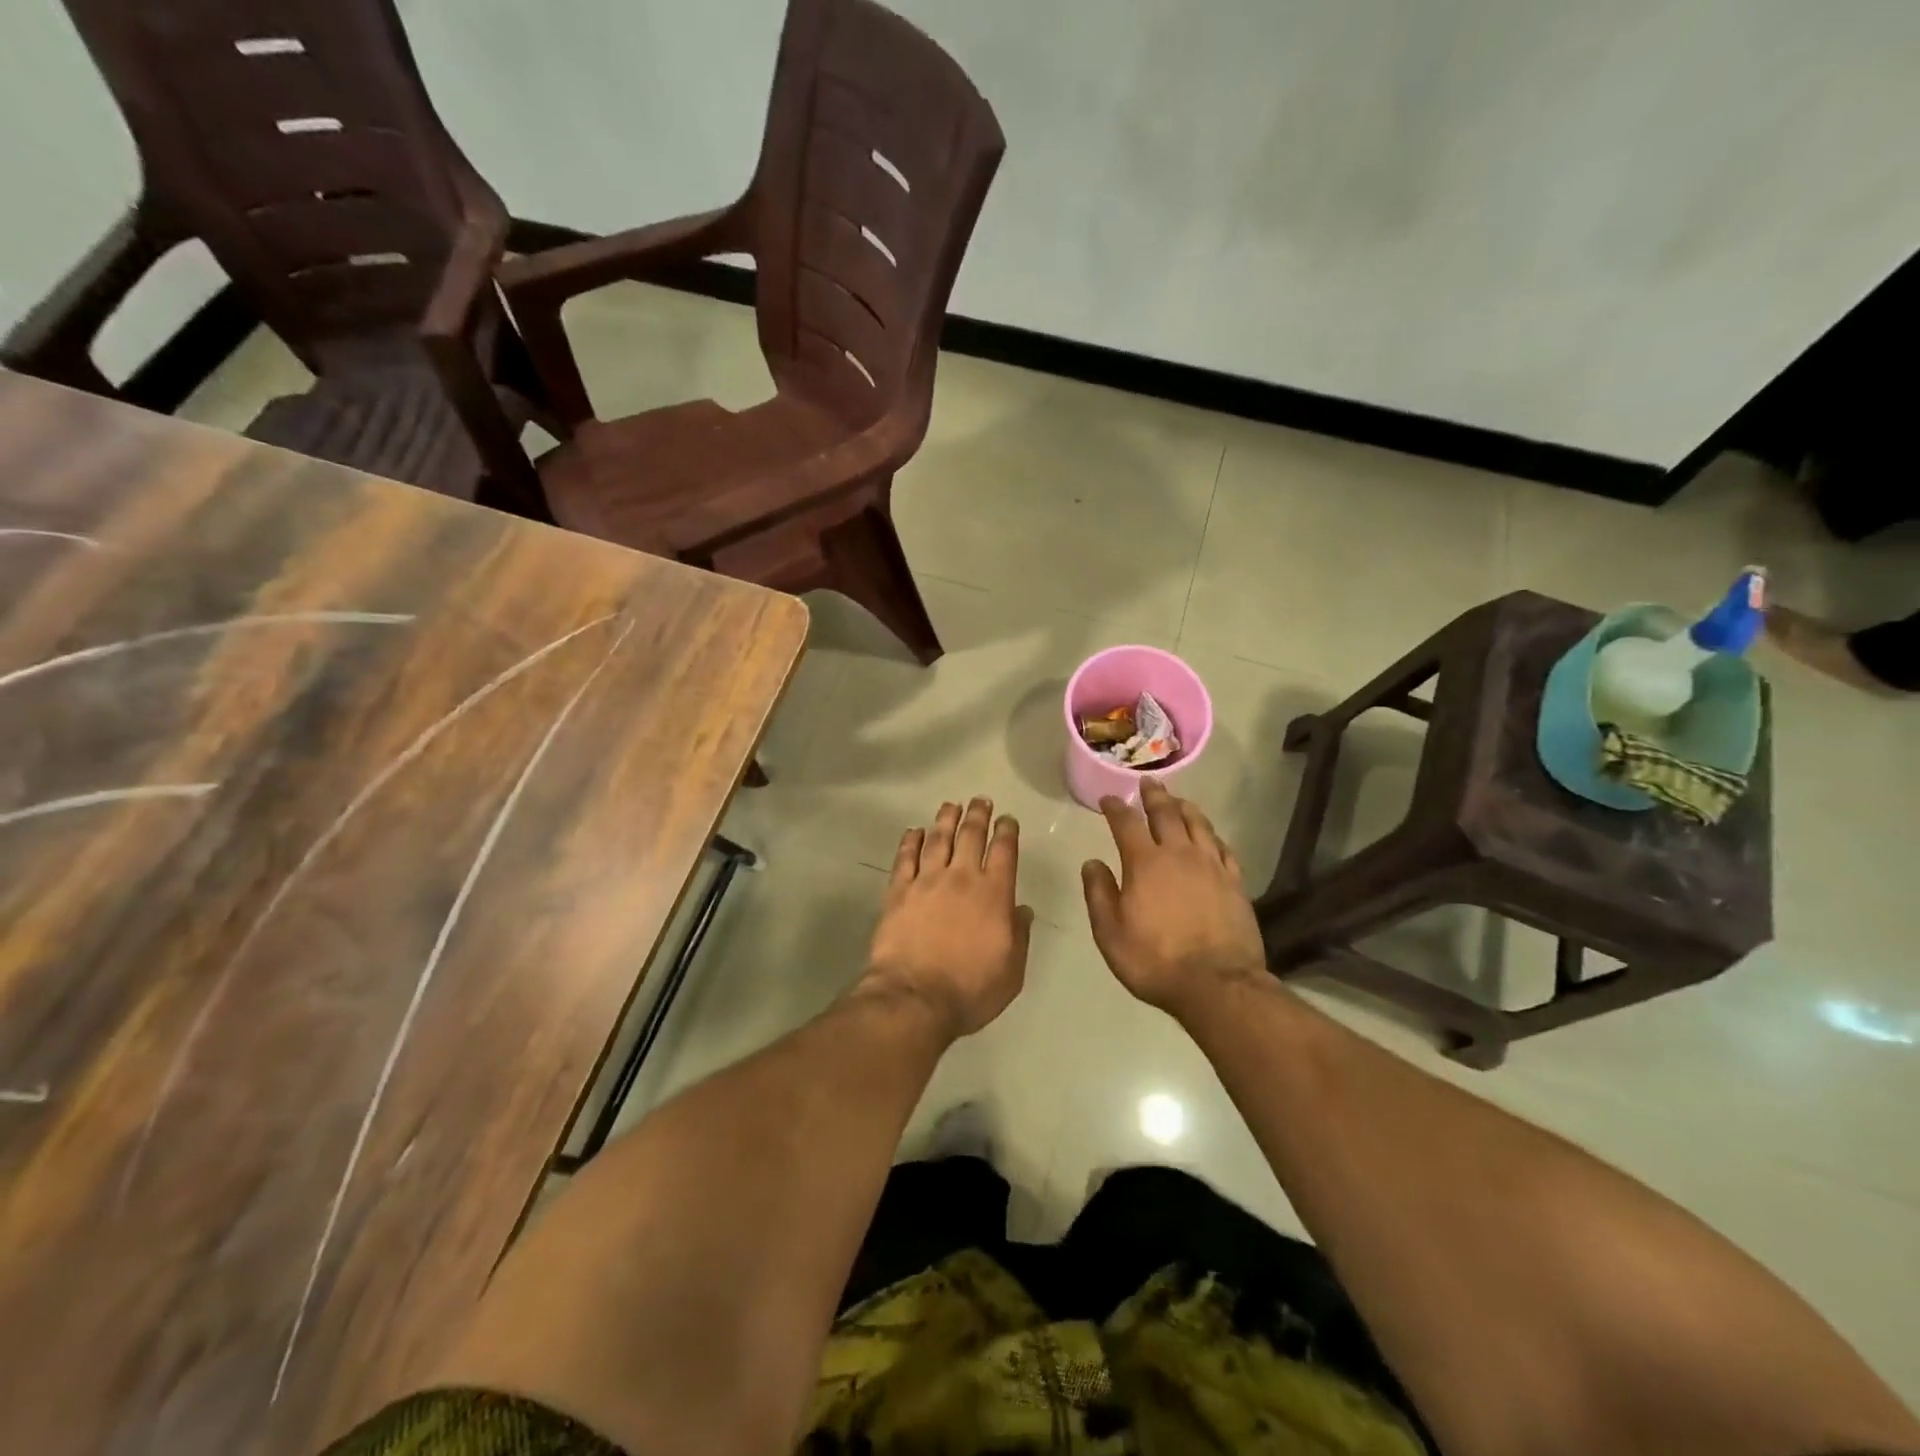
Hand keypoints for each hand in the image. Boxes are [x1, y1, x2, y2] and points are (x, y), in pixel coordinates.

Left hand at [863, 798, 1033, 1037]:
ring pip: (938, 839)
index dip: (1007, 831)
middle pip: (971, 836)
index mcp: (994, 894)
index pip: (1004, 851)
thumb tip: (1022, 909)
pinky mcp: (898, 891)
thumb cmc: (971, 990)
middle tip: (980, 800)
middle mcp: (962, 878)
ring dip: (945, 819)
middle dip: (978, 815)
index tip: (1007, 819)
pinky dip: (910, 841)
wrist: (915, 998)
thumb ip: (1020, 935)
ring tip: (950, 805)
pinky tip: (913, 831)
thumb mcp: (1012, 971)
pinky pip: (905, 858)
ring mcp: (927, 881)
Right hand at [1081, 780, 1265, 1016]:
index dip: (1116, 807)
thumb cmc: (1155, 961)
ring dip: (1185, 807)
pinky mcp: (1235, 883)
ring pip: (1199, 824)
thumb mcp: (1110, 933)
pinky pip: (1223, 848)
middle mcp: (1179, 854)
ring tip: (1178, 799)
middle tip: (1148, 782)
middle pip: (1166, 813)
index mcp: (1145, 863)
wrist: (1217, 985)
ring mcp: (1211, 866)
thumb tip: (1092, 862)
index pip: (1127, 823)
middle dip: (1154, 796)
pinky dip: (1212, 835)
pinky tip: (1210, 836)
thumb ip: (1099, 893)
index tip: (1109, 798)